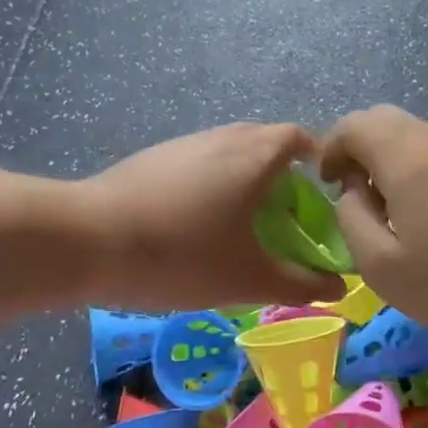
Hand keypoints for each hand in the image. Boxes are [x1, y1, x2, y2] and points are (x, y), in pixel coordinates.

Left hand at [81, 122, 347, 310]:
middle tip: (284, 216)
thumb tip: (338, 289)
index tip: (320, 194)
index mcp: (255, 156)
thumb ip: (299, 283)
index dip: (317, 160)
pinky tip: (194, 226)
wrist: (88, 240)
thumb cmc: (182, 255)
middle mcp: (222, 138)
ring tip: (240, 225)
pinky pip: (197, 164)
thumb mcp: (248, 279)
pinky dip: (210, 185)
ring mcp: (182, 144)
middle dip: (282, 175)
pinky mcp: (150, 159)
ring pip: (228, 153)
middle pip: (264, 143)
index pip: (299, 138)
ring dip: (243, 180)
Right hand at [318, 105, 427, 341]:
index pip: (355, 124)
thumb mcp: (378, 265)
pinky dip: (419, 165)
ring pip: (416, 132)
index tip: (329, 184)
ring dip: (390, 155)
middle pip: (385, 118)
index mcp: (408, 161)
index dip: (331, 147)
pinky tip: (427, 208)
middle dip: (358, 145)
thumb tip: (351, 190)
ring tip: (390, 202)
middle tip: (355, 188)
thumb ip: (350, 217)